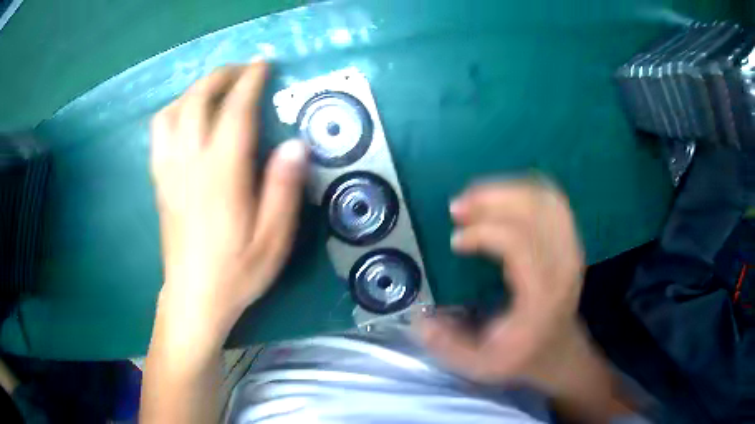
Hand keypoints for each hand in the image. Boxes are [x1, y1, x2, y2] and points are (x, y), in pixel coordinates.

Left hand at [150, 61, 307, 341]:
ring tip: (214, 89)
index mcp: (221, 174)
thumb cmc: (237, 271)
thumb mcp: (274, 238)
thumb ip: (283, 189)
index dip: (250, 81)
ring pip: (172, 112)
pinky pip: (159, 133)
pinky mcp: (159, 181)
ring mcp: (169, 171)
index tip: (264, 64)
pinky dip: (174, 111)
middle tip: (243, 70)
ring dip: (194, 90)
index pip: (235, 111)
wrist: (194, 297)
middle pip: (197, 101)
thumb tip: (295, 144)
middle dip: (221, 76)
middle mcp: (190, 163)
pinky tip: (186, 116)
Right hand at [420, 178, 588, 390]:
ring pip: (544, 199)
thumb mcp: (480, 365)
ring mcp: (571, 249)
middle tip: (458, 207)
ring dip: (507, 191)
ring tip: (476, 198)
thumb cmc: (521, 355)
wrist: (560, 350)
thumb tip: (418, 317)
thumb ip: (447, 345)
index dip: (483, 232)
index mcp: (542, 295)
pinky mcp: (571, 241)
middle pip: (534, 210)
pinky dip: (526, 191)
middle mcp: (563, 265)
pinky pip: (553, 201)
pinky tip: (503, 199)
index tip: (455, 240)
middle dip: (492, 199)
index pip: (519, 243)